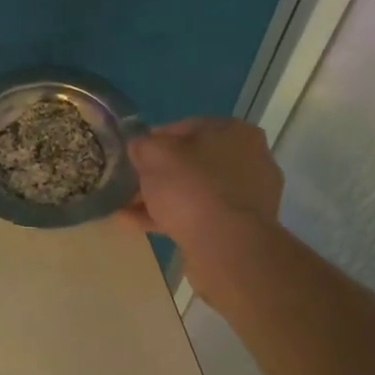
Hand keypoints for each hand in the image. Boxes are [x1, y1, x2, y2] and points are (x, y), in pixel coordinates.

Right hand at [119, 118, 283, 304]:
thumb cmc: (192, 188)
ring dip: (161, 198)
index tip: (133, 154)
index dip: (154, 140)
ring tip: (126, 209)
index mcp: (235, 131)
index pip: (186, 127)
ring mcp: (248, 196)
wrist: (227, 247)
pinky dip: (171, 217)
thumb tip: (139, 147)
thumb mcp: (154, 156)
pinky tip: (138, 225)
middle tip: (129, 184)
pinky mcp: (240, 228)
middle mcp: (249, 159)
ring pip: (194, 191)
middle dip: (158, 174)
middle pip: (192, 162)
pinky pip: (200, 215)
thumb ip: (143, 146)